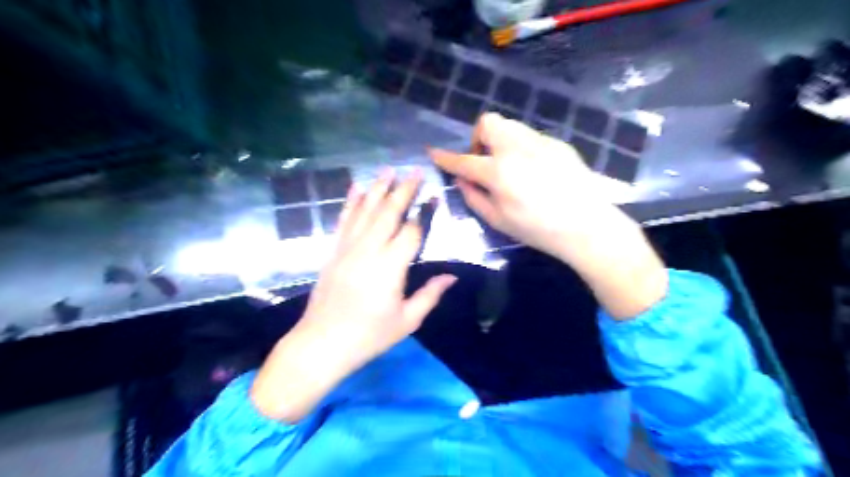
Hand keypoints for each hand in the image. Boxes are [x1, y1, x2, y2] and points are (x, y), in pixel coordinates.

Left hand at [250, 169, 454, 420]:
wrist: (321, 344)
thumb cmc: (369, 336)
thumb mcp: (407, 320)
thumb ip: (430, 295)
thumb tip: (452, 277)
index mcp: (391, 267)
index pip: (411, 230)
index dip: (424, 212)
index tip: (434, 196)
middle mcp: (369, 250)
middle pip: (388, 212)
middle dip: (403, 189)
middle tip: (415, 170)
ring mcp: (347, 248)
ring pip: (365, 211)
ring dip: (378, 188)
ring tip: (388, 169)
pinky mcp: (333, 251)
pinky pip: (343, 221)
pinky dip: (350, 202)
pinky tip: (356, 188)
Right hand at [429, 112, 621, 258]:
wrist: (586, 225)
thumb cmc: (537, 229)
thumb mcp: (498, 220)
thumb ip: (473, 197)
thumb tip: (461, 179)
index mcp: (498, 171)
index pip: (463, 160)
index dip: (445, 157)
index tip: (433, 152)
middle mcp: (516, 148)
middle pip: (487, 122)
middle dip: (478, 138)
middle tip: (485, 161)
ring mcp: (539, 142)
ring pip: (510, 125)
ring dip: (499, 139)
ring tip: (508, 164)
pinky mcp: (557, 143)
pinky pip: (530, 137)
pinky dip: (521, 147)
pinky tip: (533, 170)